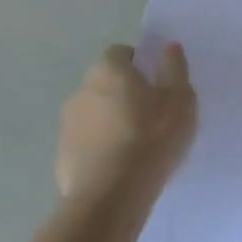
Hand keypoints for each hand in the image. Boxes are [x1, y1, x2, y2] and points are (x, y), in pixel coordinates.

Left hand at [56, 43, 196, 198]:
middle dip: (124, 94)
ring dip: (110, 122)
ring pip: (93, 114)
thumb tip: (168, 46)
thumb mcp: (179, 100)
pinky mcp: (62, 156)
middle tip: (151, 116)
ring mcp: (67, 125)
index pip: (120, 53)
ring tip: (136, 147)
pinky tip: (120, 169)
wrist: (111, 196)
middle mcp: (81, 91)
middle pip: (104, 83)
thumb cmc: (151, 138)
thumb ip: (174, 69)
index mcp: (108, 71)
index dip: (138, 64)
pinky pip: (86, 144)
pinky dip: (100, 149)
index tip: (156, 84)